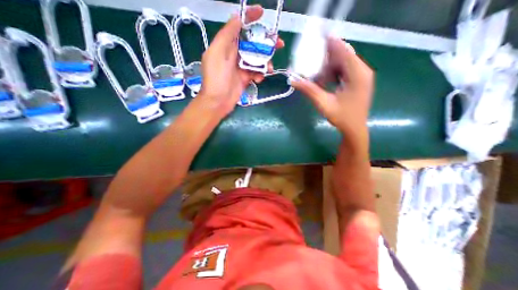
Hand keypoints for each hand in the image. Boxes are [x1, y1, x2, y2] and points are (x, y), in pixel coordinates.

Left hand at [198, 5, 282, 115]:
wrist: (218, 102)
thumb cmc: (216, 78)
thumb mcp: (217, 53)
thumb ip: (227, 35)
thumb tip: (237, 18)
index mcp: (226, 45)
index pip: (239, 27)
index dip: (249, 18)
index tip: (262, 14)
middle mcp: (234, 54)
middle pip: (252, 43)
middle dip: (265, 43)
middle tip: (279, 44)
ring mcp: (241, 67)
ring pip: (257, 59)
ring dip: (265, 62)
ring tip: (269, 69)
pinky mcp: (245, 78)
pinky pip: (256, 72)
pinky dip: (260, 74)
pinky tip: (259, 79)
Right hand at [291, 38, 372, 145]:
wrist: (354, 129)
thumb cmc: (342, 118)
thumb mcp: (324, 104)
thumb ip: (309, 90)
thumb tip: (293, 81)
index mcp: (357, 75)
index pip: (344, 51)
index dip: (330, 43)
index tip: (317, 40)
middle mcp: (363, 71)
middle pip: (343, 55)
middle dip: (327, 58)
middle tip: (311, 63)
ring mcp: (362, 76)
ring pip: (343, 63)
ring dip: (329, 67)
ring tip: (317, 77)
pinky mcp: (359, 80)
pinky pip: (344, 70)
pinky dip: (333, 73)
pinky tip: (325, 81)